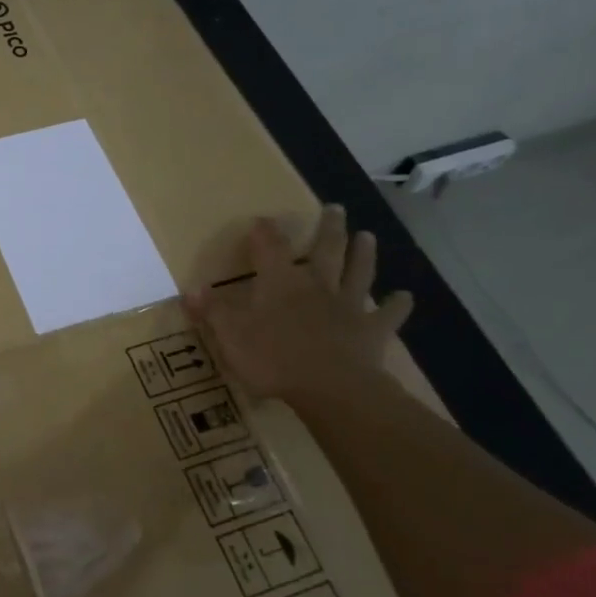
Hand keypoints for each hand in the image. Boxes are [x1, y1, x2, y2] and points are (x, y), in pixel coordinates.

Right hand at [183, 205, 413, 403]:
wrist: (331, 388)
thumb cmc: (273, 359)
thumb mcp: (230, 335)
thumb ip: (212, 311)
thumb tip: (190, 290)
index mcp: (280, 282)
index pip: (270, 247)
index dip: (265, 232)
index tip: (263, 219)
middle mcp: (316, 285)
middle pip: (325, 250)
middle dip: (328, 228)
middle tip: (335, 208)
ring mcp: (348, 306)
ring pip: (358, 273)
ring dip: (363, 254)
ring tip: (368, 236)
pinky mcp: (372, 331)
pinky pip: (387, 314)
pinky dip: (397, 305)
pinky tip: (405, 297)